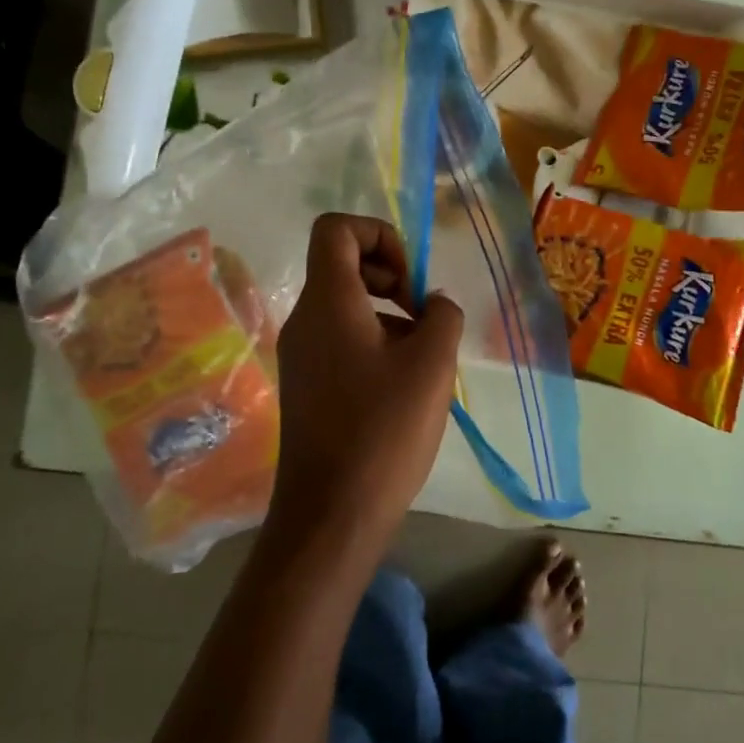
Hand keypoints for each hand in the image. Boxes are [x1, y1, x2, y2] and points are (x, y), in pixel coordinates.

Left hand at [268, 214, 464, 550]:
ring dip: (389, 315)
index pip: (336, 229)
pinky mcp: (306, 386)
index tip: (410, 284)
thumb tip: (434, 306)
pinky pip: (340, 341)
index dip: (380, 236)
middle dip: (391, 277)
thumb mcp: (432, 364)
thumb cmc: (384, 430)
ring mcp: (300, 355)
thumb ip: (443, 316)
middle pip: (342, 265)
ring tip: (423, 359)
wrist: (332, 513)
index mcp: (328, 302)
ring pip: (345, 306)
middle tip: (424, 319)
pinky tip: (403, 387)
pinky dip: (374, 344)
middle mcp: (304, 320)